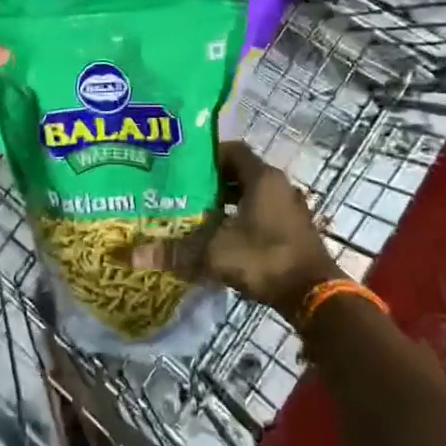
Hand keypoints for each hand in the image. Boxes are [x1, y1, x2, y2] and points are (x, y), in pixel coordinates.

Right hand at [130, 141, 335, 315]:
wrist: (313, 295)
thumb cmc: (265, 259)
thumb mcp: (214, 254)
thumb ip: (174, 252)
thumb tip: (131, 256)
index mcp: (263, 178)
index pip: (232, 150)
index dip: (207, 155)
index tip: (183, 165)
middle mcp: (279, 186)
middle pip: (241, 172)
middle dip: (213, 180)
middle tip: (183, 189)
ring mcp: (289, 209)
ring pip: (252, 195)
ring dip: (228, 201)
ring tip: (197, 212)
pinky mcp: (293, 230)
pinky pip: (262, 212)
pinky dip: (242, 218)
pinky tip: (221, 234)